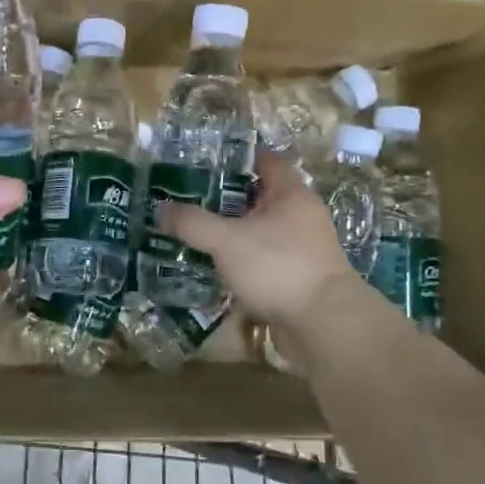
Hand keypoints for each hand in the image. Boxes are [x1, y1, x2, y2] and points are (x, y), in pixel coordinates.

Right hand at [156, 152, 362, 332]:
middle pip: (259, 197)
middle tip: (188, 199)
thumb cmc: (278, 267)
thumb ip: (192, 223)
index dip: (236, 157)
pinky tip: (215, 268)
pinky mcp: (298, 278)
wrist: (324, 326)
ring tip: (195, 234)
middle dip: (226, 199)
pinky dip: (241, 261)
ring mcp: (302, 249)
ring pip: (260, 232)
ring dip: (232, 233)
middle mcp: (301, 216)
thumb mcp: (226, 240)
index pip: (265, 160)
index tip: (203, 161)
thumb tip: (160, 208)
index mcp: (290, 194)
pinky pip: (263, 260)